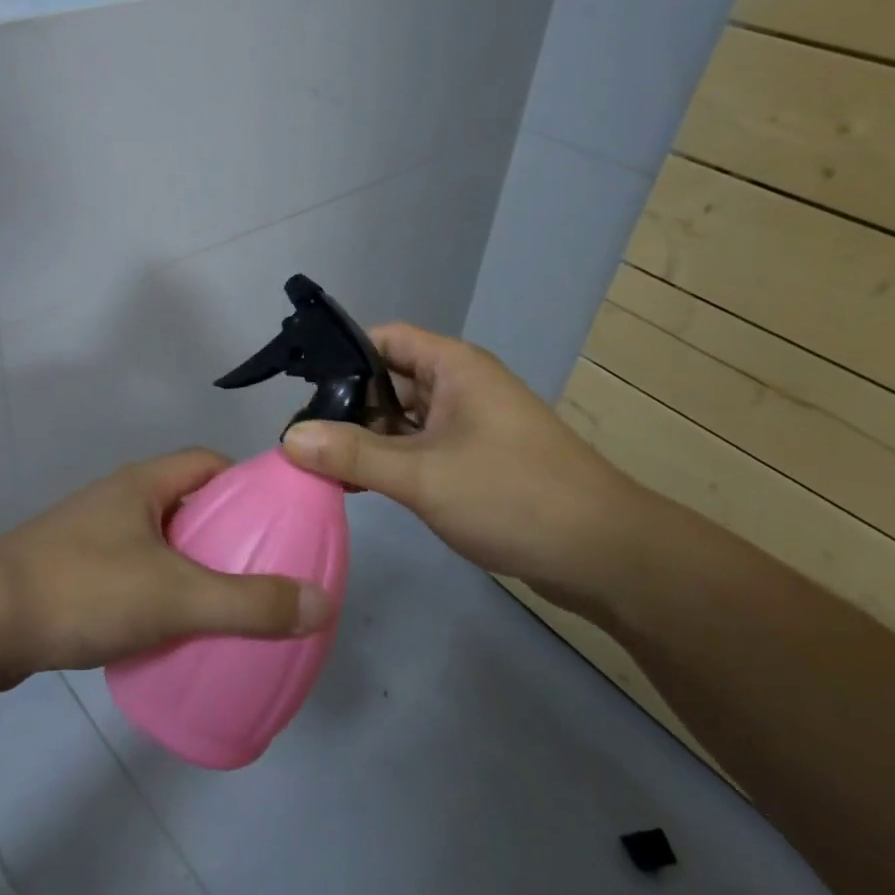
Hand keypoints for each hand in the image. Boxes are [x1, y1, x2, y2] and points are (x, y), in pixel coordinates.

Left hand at [0, 450, 336, 687]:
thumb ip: (249, 603)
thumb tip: (321, 602)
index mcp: (144, 484)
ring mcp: (90, 535)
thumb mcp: (176, 596)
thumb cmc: (83, 590)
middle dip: (224, 532)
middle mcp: (118, 500)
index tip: (277, 521)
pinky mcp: (71, 573)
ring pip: (158, 541)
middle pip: (186, 503)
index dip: (247, 484)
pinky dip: (158, 592)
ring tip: (224, 605)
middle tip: (260, 571)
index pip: (208, 463)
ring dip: (190, 565)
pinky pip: (132, 572)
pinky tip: (168, 630)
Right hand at [280, 324, 640, 614]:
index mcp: (454, 367)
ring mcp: (471, 426)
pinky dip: (391, 461)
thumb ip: (353, 453)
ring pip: (404, 419)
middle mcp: (461, 387)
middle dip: (347, 404)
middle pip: (390, 379)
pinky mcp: (477, 461)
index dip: (343, 355)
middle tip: (300, 436)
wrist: (605, 555)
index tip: (302, 388)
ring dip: (367, 438)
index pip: (386, 339)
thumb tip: (289, 437)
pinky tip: (359, 485)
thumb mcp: (422, 474)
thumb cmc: (513, 496)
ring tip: (319, 464)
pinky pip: (421, 448)